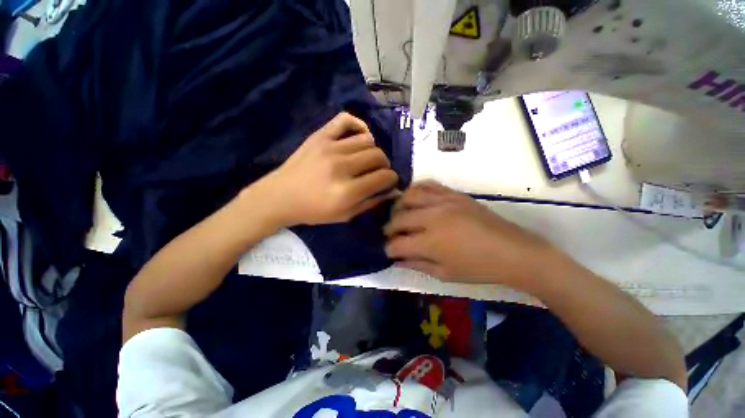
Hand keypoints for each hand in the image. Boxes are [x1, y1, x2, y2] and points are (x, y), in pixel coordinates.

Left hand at [250, 112, 398, 226]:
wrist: (280, 196)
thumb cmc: (314, 211)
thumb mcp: (345, 215)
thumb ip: (371, 202)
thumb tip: (392, 190)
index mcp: (347, 191)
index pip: (384, 177)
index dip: (392, 179)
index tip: (389, 181)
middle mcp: (341, 167)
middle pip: (379, 156)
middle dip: (384, 166)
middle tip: (378, 172)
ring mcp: (330, 147)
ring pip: (368, 140)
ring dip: (373, 151)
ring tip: (366, 159)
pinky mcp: (320, 136)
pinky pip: (346, 120)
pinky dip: (358, 125)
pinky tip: (359, 137)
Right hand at [384, 181, 557, 287]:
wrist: (513, 251)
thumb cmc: (478, 268)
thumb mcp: (445, 274)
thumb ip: (416, 264)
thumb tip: (397, 260)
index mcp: (430, 242)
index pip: (396, 243)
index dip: (388, 249)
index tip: (388, 251)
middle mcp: (431, 218)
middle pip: (398, 218)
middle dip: (389, 228)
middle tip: (390, 234)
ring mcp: (442, 202)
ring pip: (408, 196)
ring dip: (398, 206)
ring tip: (398, 213)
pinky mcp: (453, 194)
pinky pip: (428, 185)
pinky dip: (415, 189)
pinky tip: (413, 197)